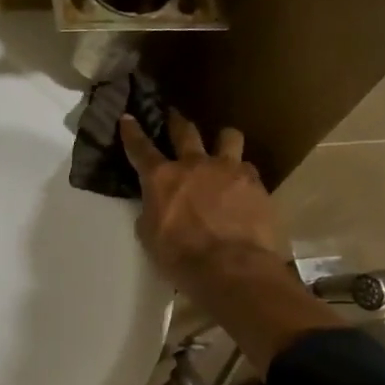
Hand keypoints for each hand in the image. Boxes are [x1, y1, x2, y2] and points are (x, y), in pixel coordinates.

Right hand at [120, 111, 285, 286]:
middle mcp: (194, 164)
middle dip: (176, 121)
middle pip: (185, 131)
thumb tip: (157, 204)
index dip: (132, 132)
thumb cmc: (180, 256)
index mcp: (161, 178)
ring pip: (228, 137)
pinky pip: (248, 168)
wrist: (231, 268)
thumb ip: (152, 211)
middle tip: (174, 116)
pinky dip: (242, 174)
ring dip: (222, 140)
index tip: (128, 117)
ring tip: (223, 145)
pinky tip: (243, 185)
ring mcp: (228, 170)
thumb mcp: (150, 235)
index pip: (140, 148)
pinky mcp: (256, 184)